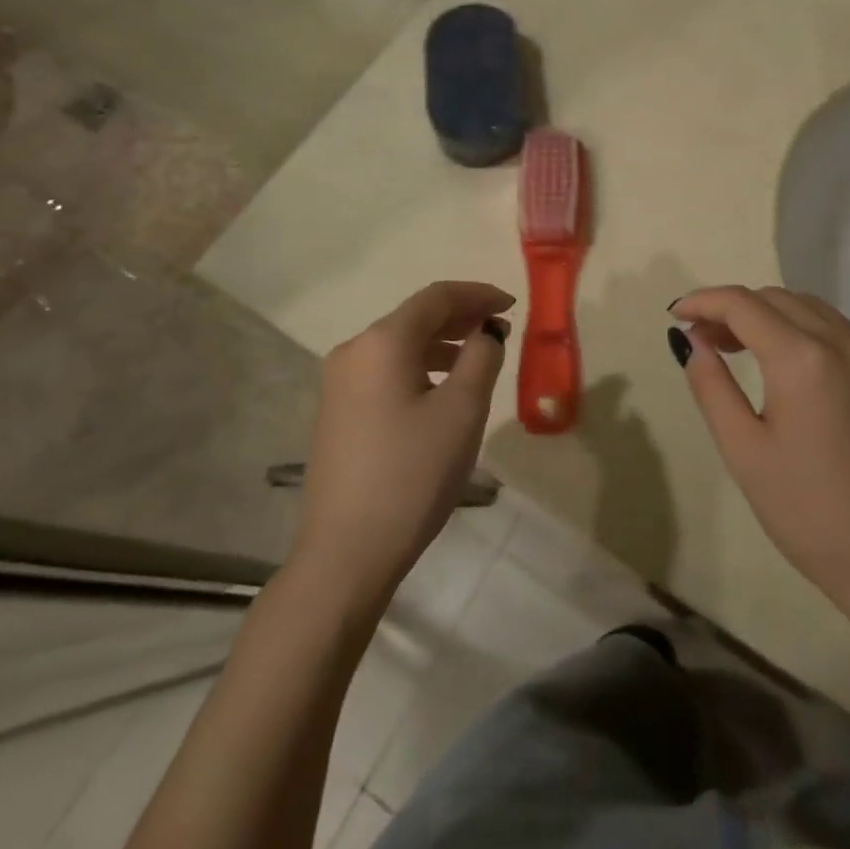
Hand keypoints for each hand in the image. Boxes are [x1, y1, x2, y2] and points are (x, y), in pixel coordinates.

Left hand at [294, 281, 512, 605]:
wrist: (345, 554)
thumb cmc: (412, 474)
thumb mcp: (462, 411)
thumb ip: (481, 357)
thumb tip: (486, 331)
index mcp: (382, 341)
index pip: (437, 297)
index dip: (478, 294)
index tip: (512, 306)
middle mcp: (353, 350)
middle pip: (415, 317)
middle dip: (460, 317)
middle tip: (500, 329)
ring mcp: (339, 382)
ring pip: (399, 345)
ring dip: (441, 343)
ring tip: (477, 358)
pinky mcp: (337, 411)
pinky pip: (385, 370)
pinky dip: (419, 366)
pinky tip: (440, 389)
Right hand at [671, 286, 849, 648]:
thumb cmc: (808, 512)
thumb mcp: (743, 450)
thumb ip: (711, 385)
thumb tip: (693, 340)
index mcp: (803, 358)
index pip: (743, 304)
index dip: (703, 302)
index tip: (676, 314)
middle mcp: (842, 343)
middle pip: (777, 298)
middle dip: (733, 308)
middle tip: (702, 337)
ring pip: (810, 308)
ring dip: (768, 313)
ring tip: (737, 345)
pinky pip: (838, 330)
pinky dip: (801, 328)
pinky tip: (785, 362)